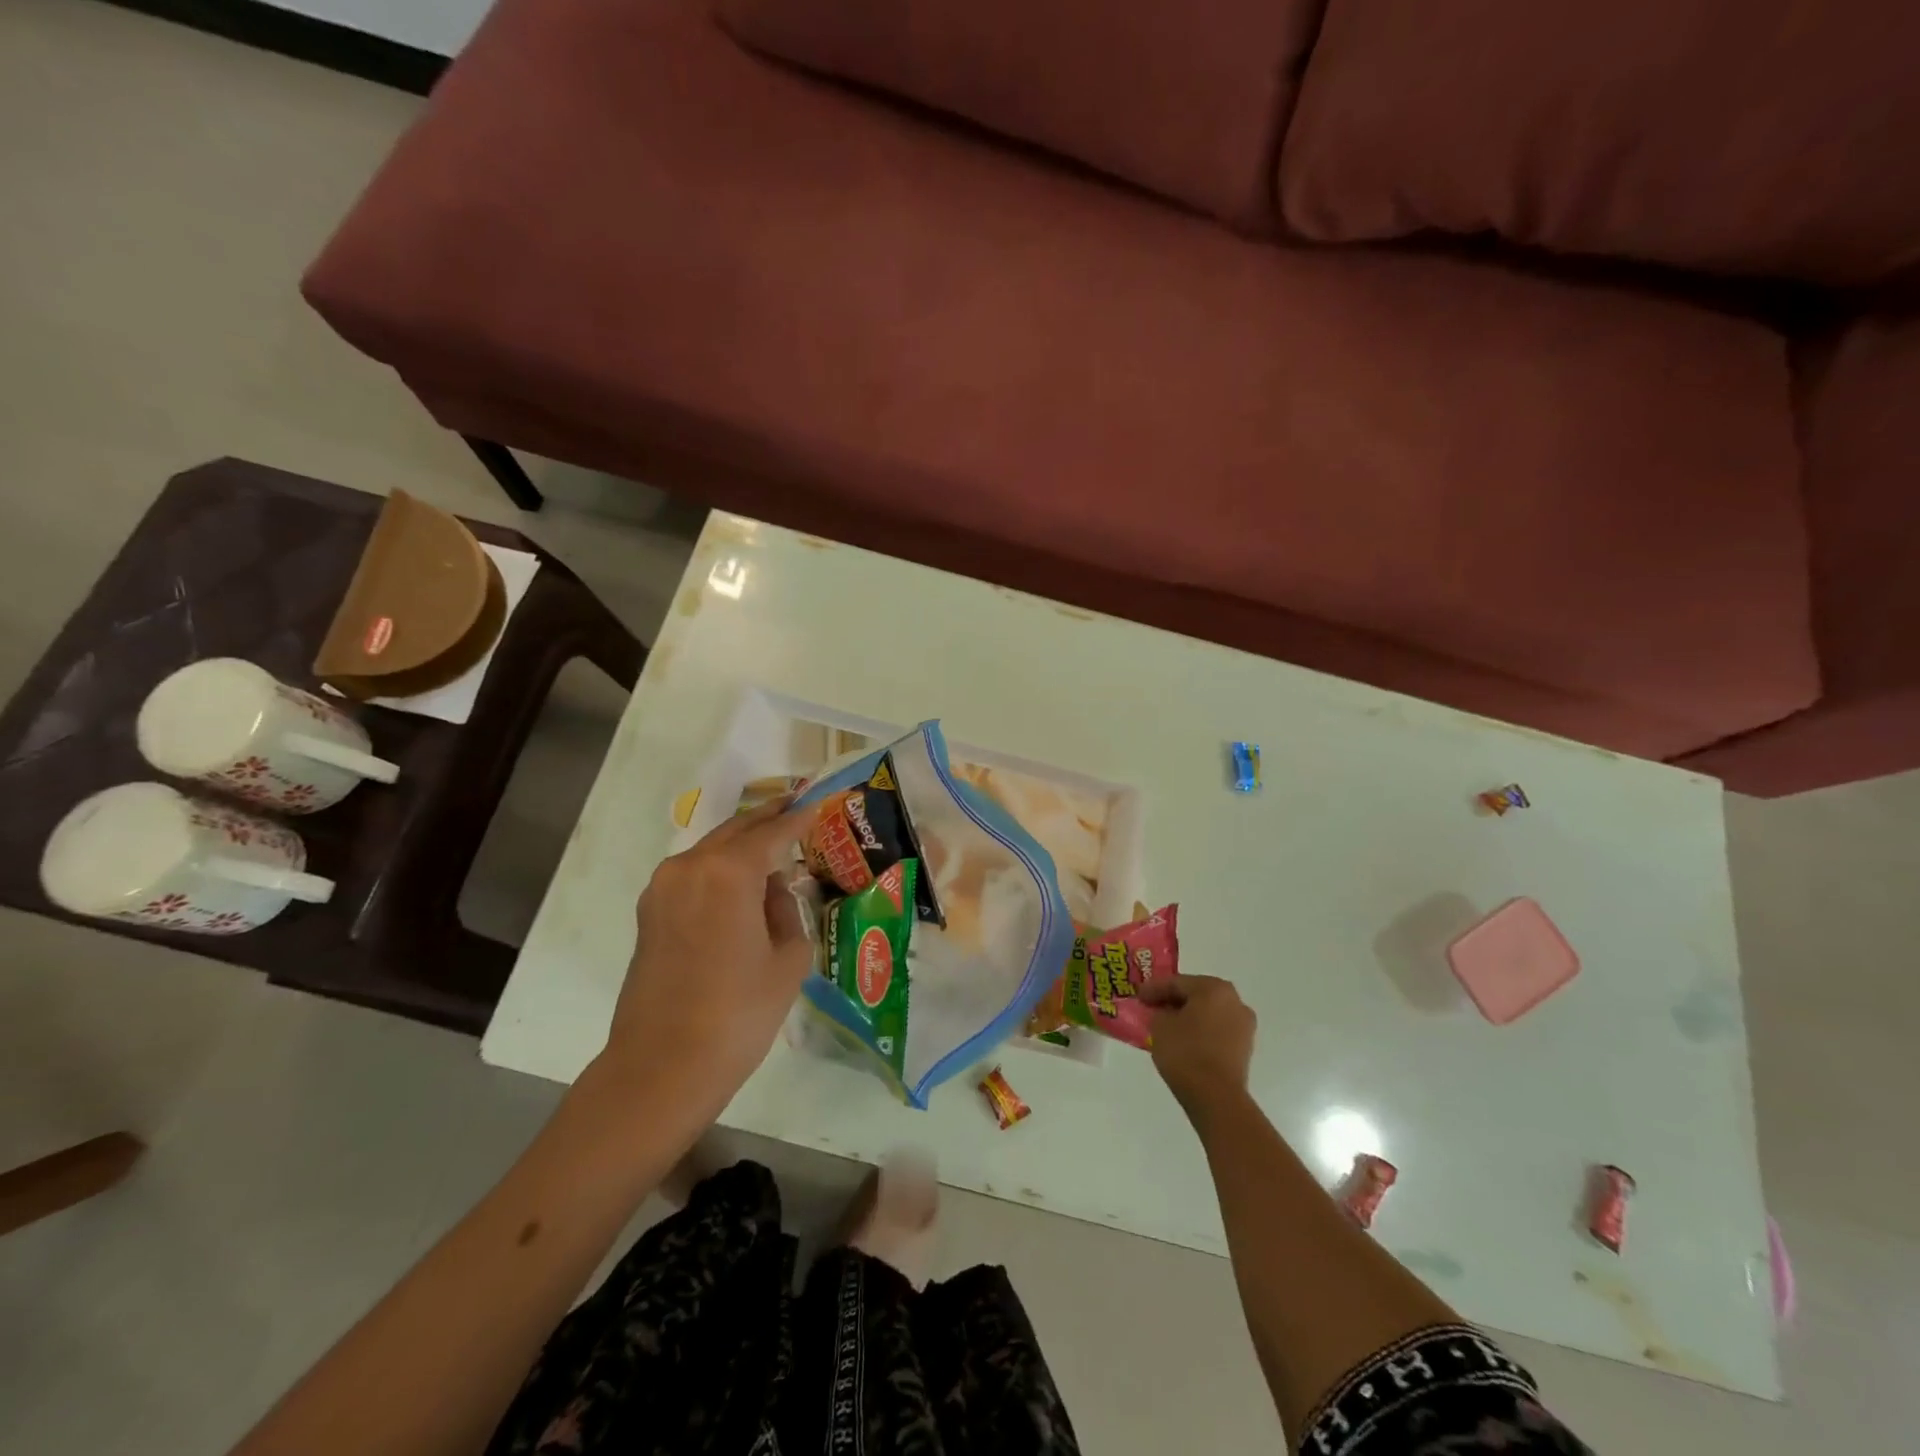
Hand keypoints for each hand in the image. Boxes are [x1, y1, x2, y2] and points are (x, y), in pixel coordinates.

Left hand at [598, 797, 822, 1117]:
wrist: (662, 1067)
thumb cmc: (738, 1014)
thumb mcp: (787, 960)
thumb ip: (786, 911)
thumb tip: (772, 892)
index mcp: (730, 872)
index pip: (773, 833)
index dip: (798, 819)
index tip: (817, 803)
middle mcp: (691, 866)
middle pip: (736, 830)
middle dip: (767, 819)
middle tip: (796, 809)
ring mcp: (663, 887)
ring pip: (712, 849)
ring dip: (742, 844)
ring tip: (772, 847)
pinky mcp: (650, 911)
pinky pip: (693, 873)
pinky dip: (719, 867)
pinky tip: (740, 880)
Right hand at [1140, 974, 1256, 1112]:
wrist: (1216, 1097)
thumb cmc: (1186, 1052)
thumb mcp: (1160, 1025)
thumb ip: (1159, 1011)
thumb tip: (1163, 1012)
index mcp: (1214, 988)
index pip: (1177, 982)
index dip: (1154, 988)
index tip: (1138, 995)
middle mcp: (1235, 1001)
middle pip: (1196, 995)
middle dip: (1173, 1001)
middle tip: (1152, 1007)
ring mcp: (1243, 1026)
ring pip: (1208, 1014)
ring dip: (1188, 1017)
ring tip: (1166, 1026)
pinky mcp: (1245, 1049)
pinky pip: (1216, 1031)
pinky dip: (1200, 1032)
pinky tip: (1183, 1040)